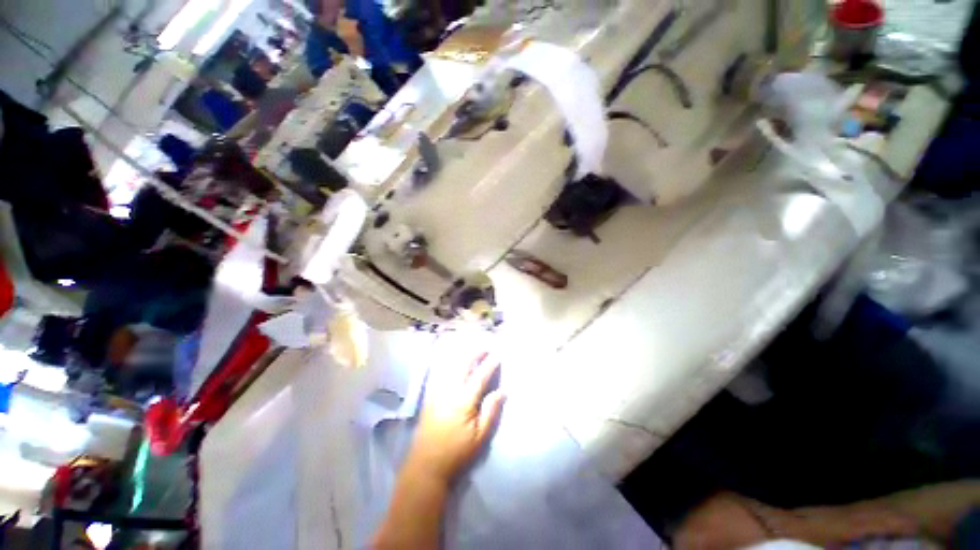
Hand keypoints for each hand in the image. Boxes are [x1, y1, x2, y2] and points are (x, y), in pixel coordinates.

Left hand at [405, 354, 504, 483]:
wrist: (427, 465)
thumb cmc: (457, 453)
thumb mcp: (480, 437)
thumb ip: (491, 411)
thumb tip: (502, 391)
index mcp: (463, 401)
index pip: (479, 376)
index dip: (490, 364)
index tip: (498, 355)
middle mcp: (449, 391)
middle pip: (463, 365)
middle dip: (475, 354)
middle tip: (485, 349)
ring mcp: (437, 392)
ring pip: (450, 366)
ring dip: (463, 357)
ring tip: (473, 352)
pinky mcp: (430, 396)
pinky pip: (441, 373)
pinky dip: (451, 364)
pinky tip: (454, 363)